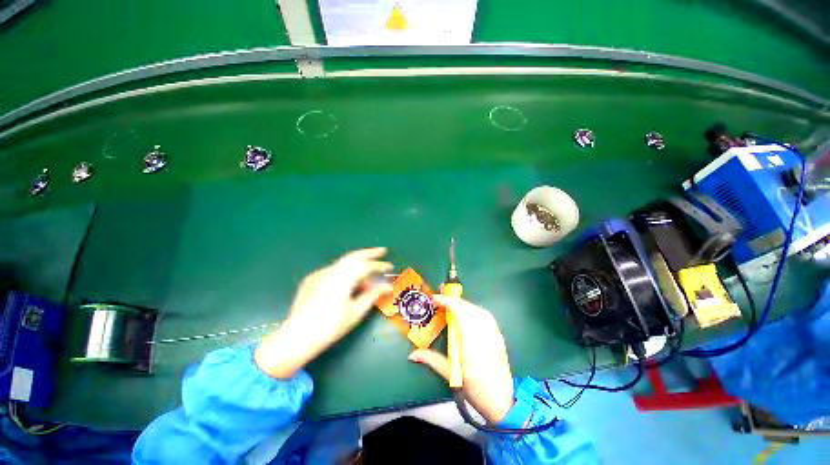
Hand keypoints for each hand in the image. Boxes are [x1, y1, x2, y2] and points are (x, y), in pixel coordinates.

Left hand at [255, 248, 392, 378]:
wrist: (296, 337)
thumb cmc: (330, 327)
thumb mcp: (356, 312)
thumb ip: (372, 295)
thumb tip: (387, 286)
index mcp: (343, 278)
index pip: (366, 266)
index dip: (380, 266)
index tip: (390, 267)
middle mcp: (331, 271)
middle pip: (354, 256)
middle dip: (369, 252)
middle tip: (382, 250)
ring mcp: (319, 274)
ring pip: (343, 263)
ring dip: (357, 265)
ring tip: (365, 279)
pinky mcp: (312, 279)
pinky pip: (333, 271)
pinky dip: (344, 273)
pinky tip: (346, 286)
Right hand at [408, 295, 514, 423]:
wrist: (503, 401)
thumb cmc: (476, 390)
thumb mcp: (452, 376)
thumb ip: (432, 360)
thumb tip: (412, 354)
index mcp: (472, 346)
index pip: (461, 315)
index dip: (448, 303)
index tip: (435, 298)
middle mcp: (485, 336)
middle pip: (470, 309)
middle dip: (454, 299)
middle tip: (440, 294)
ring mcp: (494, 335)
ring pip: (478, 310)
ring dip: (463, 303)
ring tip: (451, 302)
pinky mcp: (498, 336)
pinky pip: (486, 316)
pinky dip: (474, 309)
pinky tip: (467, 312)